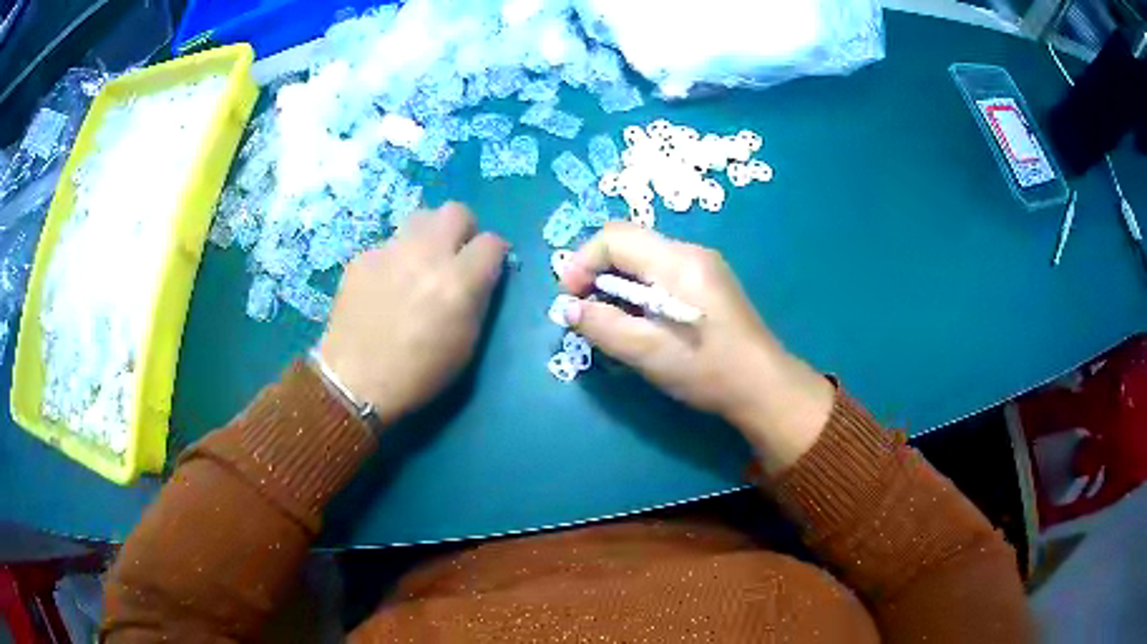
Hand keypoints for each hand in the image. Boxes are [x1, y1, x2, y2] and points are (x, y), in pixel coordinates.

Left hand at [318, 203, 506, 425]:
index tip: (488, 268)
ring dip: (429, 235)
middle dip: (463, 230)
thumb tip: (483, 273)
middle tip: (455, 255)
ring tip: (420, 263)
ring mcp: (391, 250)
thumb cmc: (419, 373)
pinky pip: (390, 243)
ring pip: (421, 217)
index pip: (492, 242)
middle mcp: (426, 254)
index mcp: (459, 281)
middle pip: (456, 211)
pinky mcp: (364, 256)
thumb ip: (479, 299)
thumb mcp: (466, 343)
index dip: (494, 255)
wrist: (355, 381)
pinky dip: (396, 257)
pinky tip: (386, 285)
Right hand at [560, 222, 834, 472]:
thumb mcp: (649, 352)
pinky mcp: (709, 284)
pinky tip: (641, 321)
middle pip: (629, 244)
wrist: (764, 387)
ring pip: (644, 259)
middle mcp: (691, 253)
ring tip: (610, 320)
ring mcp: (703, 266)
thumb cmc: (708, 369)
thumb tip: (568, 310)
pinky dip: (639, 291)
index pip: (614, 237)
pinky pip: (661, 273)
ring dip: (617, 284)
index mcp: (677, 261)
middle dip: (598, 273)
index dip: (582, 262)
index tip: (570, 299)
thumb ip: (604, 326)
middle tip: (586, 311)